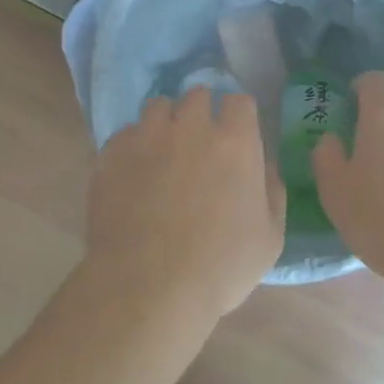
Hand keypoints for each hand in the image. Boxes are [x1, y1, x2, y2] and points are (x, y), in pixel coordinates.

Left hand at [85, 86, 284, 317]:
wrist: (149, 288)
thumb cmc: (220, 267)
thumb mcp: (270, 237)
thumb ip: (272, 192)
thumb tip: (264, 167)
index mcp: (236, 143)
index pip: (239, 101)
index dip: (239, 116)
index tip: (237, 134)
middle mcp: (191, 128)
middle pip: (197, 95)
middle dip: (201, 113)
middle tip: (200, 144)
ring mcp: (147, 138)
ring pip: (157, 107)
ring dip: (165, 122)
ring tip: (163, 152)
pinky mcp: (111, 155)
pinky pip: (125, 134)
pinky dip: (133, 146)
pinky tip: (134, 173)